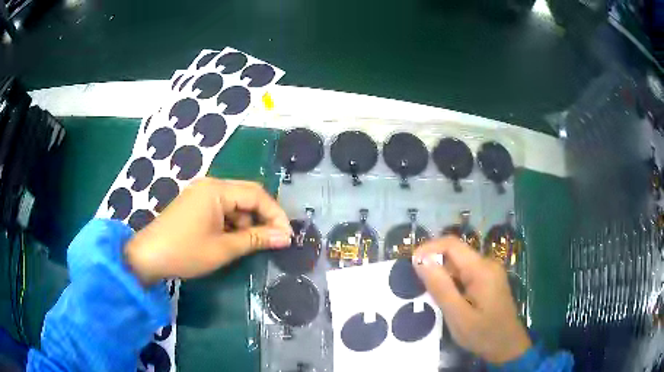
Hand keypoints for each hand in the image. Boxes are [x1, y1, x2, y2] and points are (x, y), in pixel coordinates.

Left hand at [124, 178, 292, 285]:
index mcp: (217, 189)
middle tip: (273, 241)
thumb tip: (285, 237)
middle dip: (262, 218)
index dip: (276, 214)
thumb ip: (256, 239)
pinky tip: (231, 240)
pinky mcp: (195, 204)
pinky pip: (221, 209)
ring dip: (246, 223)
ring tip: (249, 245)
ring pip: (235, 204)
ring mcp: (201, 194)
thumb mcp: (224, 248)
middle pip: (247, 196)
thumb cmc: (186, 252)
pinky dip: (231, 224)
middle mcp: (210, 185)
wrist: (148, 256)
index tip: (287, 236)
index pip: (257, 195)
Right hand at [412, 237, 530, 363]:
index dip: (429, 248)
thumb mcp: (458, 315)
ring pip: (459, 264)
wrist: (507, 346)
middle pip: (455, 253)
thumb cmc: (483, 334)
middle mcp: (487, 264)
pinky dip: (452, 282)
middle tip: (418, 287)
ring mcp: (489, 272)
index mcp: (481, 269)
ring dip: (442, 275)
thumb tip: (421, 260)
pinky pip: (466, 274)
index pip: (452, 244)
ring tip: (431, 296)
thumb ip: (440, 287)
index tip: (411, 264)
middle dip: (434, 264)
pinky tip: (447, 299)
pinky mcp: (489, 281)